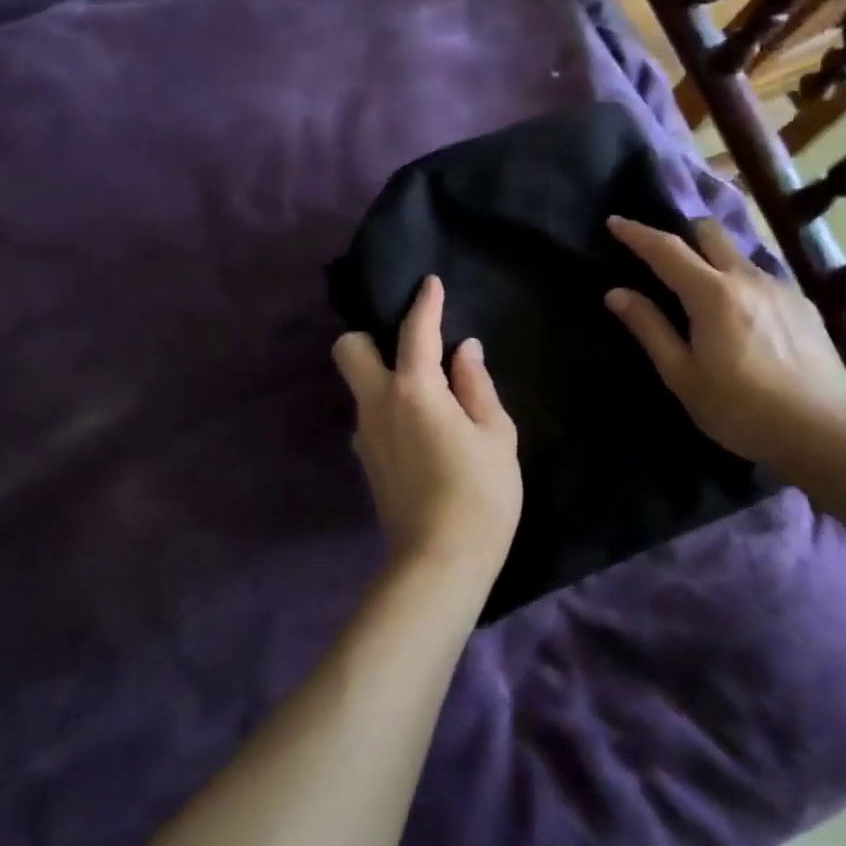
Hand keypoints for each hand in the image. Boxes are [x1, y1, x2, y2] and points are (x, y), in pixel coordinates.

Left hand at [333, 277, 521, 585]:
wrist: (440, 561)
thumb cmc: (482, 493)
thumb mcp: (497, 435)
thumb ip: (476, 386)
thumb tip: (463, 351)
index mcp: (415, 390)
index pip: (415, 331)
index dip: (424, 302)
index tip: (429, 284)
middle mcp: (378, 403)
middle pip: (349, 349)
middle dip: (369, 336)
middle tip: (408, 349)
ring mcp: (365, 434)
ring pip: (359, 386)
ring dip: (382, 376)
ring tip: (426, 394)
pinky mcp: (365, 461)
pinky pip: (370, 417)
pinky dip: (388, 409)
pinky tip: (419, 430)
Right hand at [605, 216, 845, 461]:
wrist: (822, 429)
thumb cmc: (739, 408)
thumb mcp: (682, 374)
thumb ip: (650, 328)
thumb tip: (617, 293)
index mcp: (712, 294)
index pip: (666, 249)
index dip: (637, 233)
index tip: (614, 221)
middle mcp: (747, 278)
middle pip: (710, 233)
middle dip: (682, 232)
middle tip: (663, 251)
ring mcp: (781, 288)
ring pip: (739, 255)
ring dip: (714, 259)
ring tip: (704, 289)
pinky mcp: (804, 305)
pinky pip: (763, 278)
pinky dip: (741, 283)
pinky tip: (743, 315)